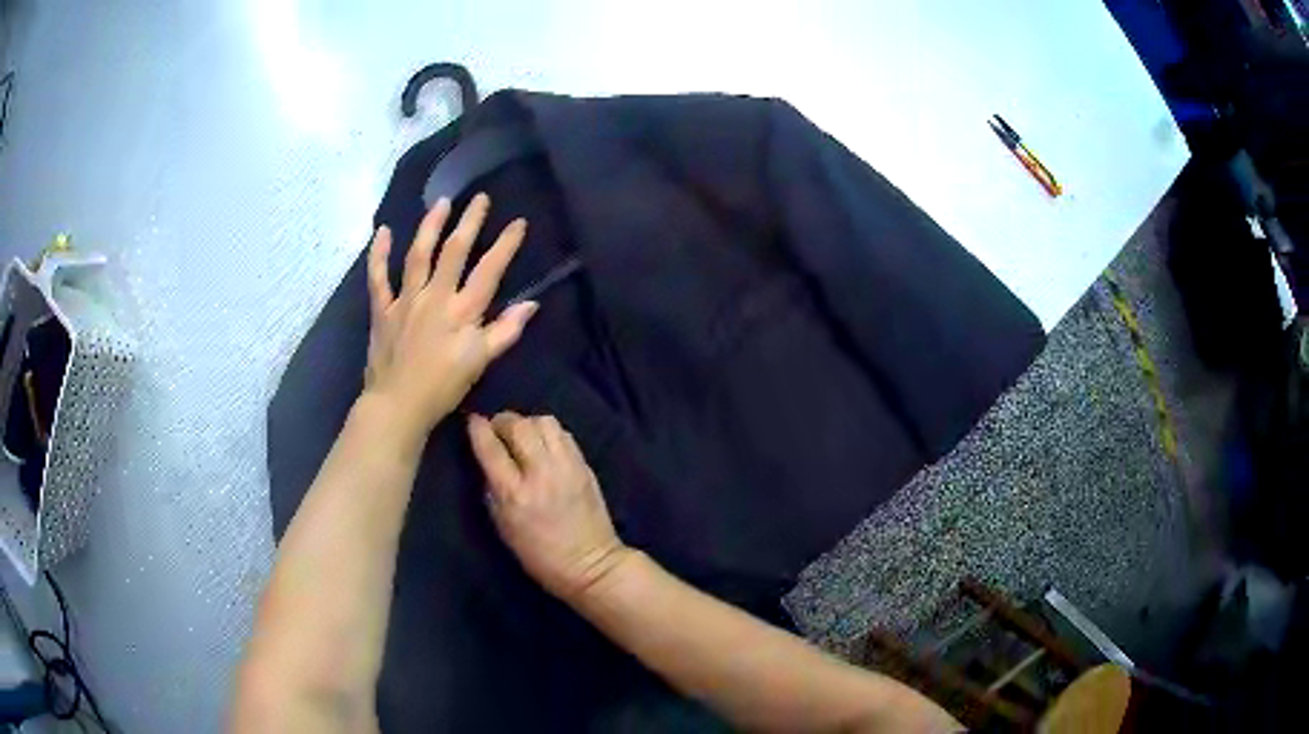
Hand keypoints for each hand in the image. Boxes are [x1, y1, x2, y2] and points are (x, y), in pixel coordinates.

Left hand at [364, 193, 537, 451]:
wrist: (398, 405)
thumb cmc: (443, 387)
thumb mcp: (481, 362)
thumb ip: (505, 331)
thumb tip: (531, 305)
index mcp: (462, 310)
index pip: (489, 270)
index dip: (505, 244)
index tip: (518, 222)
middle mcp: (435, 296)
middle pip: (454, 251)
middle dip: (470, 221)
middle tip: (480, 198)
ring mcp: (405, 299)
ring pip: (418, 254)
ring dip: (431, 225)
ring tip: (442, 202)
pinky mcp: (382, 309)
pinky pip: (377, 277)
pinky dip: (378, 254)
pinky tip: (383, 231)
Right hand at [468, 412, 632, 600]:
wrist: (590, 564)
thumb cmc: (539, 555)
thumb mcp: (503, 526)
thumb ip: (493, 489)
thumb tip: (488, 460)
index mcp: (514, 494)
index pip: (490, 448)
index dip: (478, 429)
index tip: (473, 421)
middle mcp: (540, 473)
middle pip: (517, 425)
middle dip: (502, 421)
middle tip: (497, 430)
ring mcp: (566, 466)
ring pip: (543, 422)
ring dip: (528, 423)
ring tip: (523, 436)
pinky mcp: (584, 465)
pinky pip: (563, 433)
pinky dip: (548, 433)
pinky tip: (544, 445)